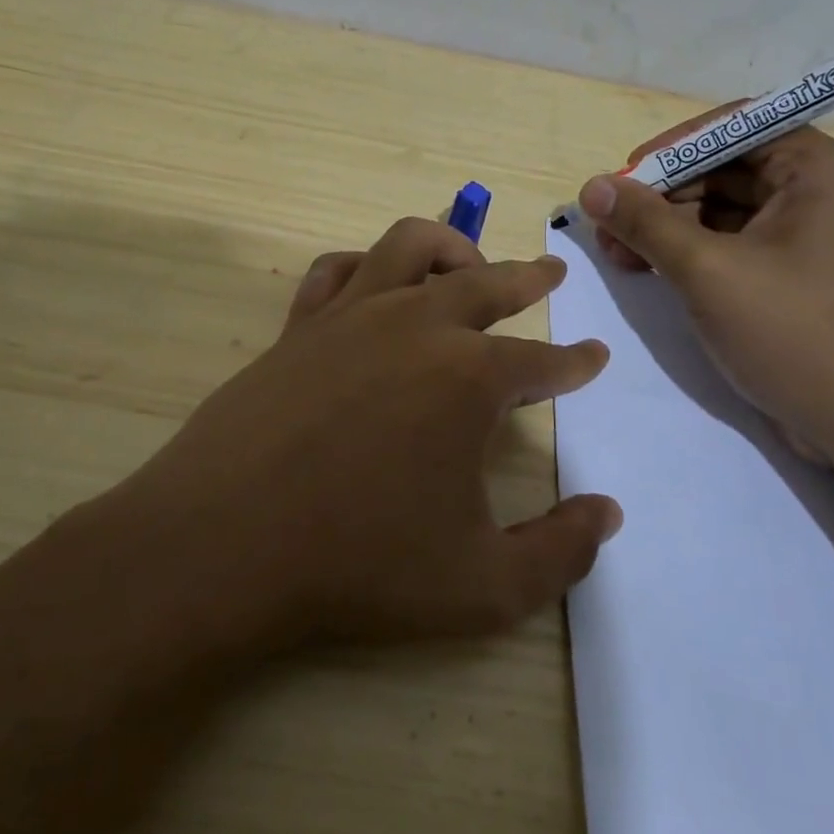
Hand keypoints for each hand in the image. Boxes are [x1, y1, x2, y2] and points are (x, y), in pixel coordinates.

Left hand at [126, 218, 621, 645]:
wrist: (225, 546)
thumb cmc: (360, 565)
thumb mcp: (483, 587)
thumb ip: (560, 553)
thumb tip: (608, 514)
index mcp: (470, 378)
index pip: (542, 361)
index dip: (574, 363)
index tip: (592, 357)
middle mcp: (416, 327)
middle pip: (487, 282)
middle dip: (528, 276)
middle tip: (551, 272)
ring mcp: (351, 317)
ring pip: (410, 246)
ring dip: (451, 246)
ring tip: (469, 263)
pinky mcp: (299, 326)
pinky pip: (337, 270)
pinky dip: (367, 265)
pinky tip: (374, 283)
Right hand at [579, 110, 833, 463]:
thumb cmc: (797, 335)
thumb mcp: (709, 272)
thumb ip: (646, 223)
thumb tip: (591, 187)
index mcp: (817, 170)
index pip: (734, 126)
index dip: (673, 147)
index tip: (624, 179)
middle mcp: (818, 192)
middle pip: (724, 168)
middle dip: (661, 196)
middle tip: (608, 228)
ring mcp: (808, 237)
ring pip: (722, 210)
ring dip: (668, 228)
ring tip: (619, 257)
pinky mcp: (796, 277)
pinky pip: (734, 246)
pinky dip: (690, 255)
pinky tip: (650, 272)